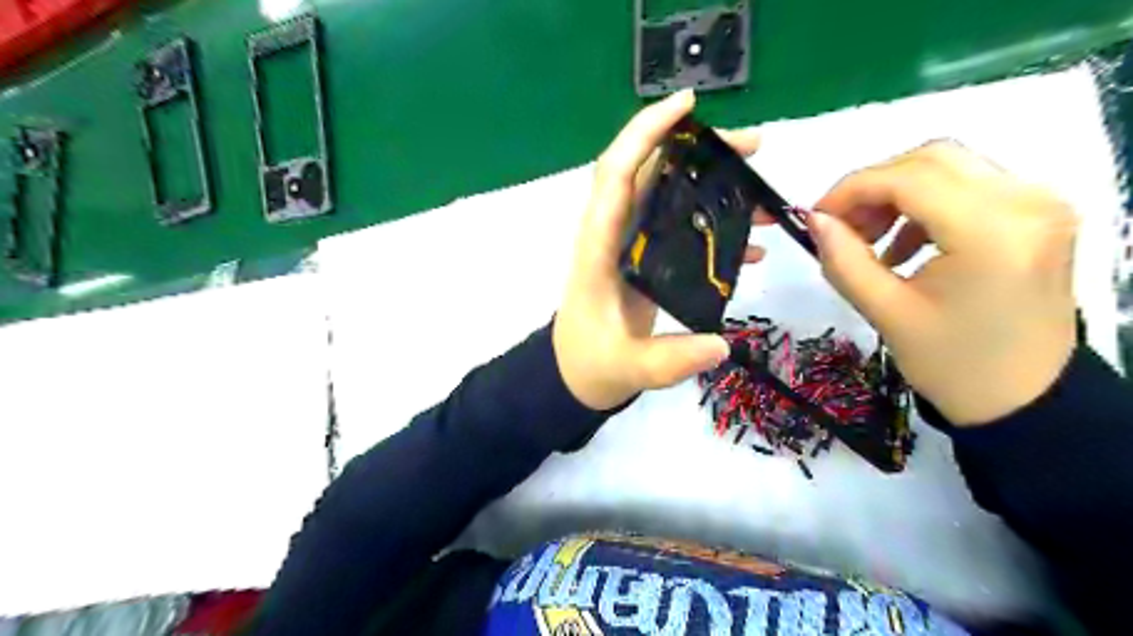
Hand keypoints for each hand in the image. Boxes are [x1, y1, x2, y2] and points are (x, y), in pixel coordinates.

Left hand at [555, 91, 765, 410]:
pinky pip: (678, 227)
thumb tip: (721, 346)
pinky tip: (750, 242)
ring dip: (711, 182)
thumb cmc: (590, 364)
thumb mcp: (628, 367)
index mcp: (599, 248)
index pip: (616, 175)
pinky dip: (712, 224)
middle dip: (697, 149)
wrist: (576, 374)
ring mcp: (630, 245)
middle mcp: (613, 235)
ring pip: (667, 195)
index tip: (687, 105)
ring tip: (760, 186)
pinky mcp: (644, 259)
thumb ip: (670, 360)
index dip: (645, 133)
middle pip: (649, 172)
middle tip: (751, 147)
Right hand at [810, 140, 1071, 426]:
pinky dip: (925, 204)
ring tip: (871, 238)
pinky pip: (970, 186)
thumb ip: (844, 259)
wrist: (1025, 398)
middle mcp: (1027, 203)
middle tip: (842, 225)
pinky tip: (905, 244)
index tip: (816, 216)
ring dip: (898, 193)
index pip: (909, 178)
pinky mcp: (1038, 215)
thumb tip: (813, 220)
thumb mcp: (885, 313)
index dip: (852, 189)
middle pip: (932, 159)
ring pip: (950, 167)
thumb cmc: (952, 364)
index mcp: (991, 233)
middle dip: (873, 186)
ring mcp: (1040, 204)